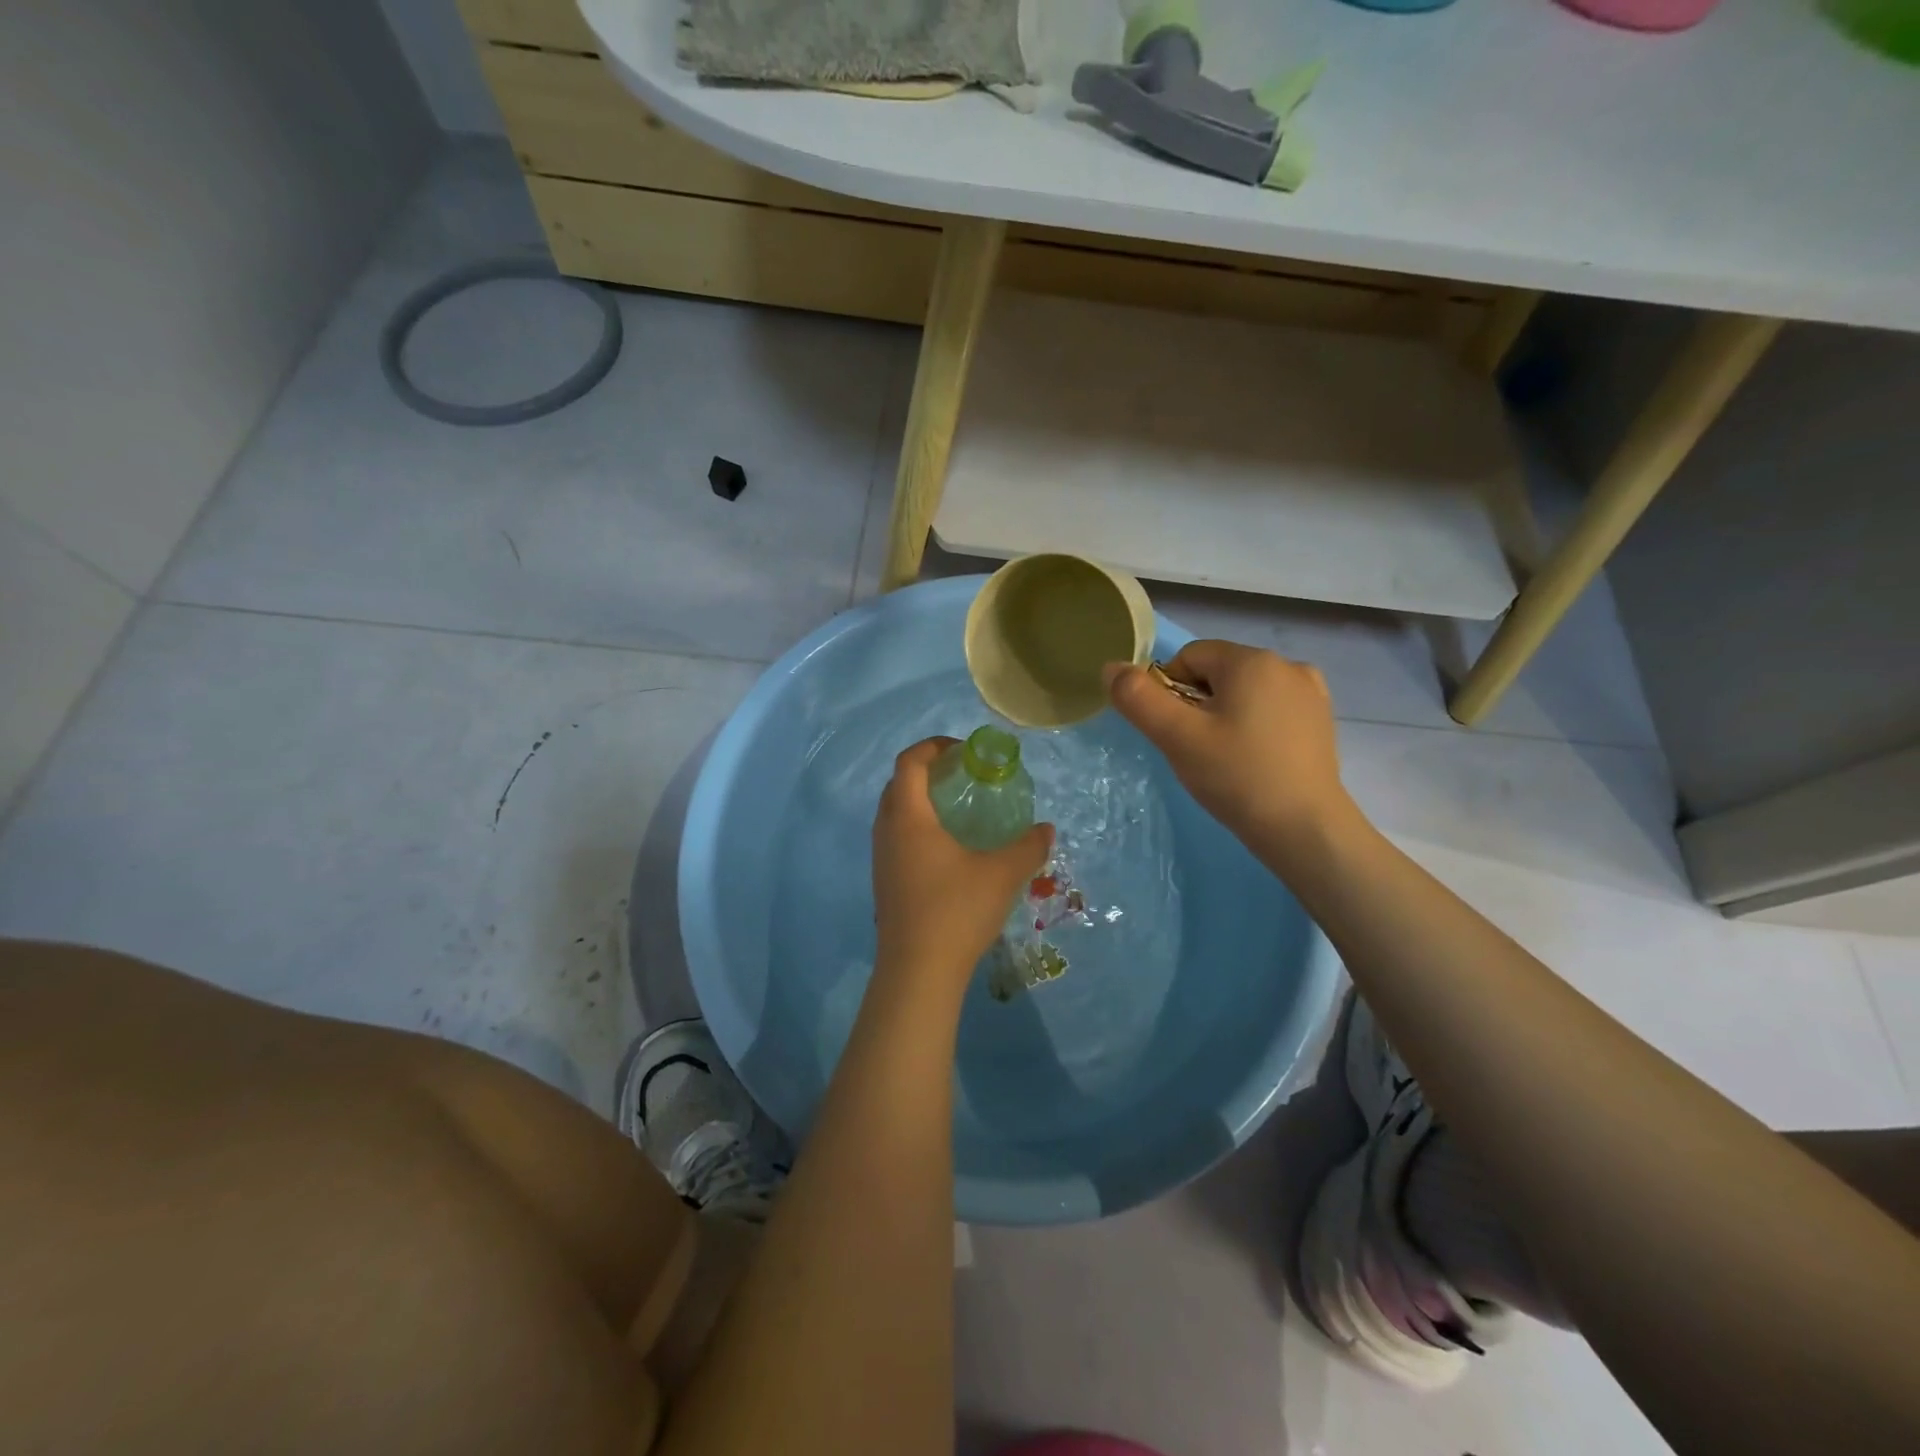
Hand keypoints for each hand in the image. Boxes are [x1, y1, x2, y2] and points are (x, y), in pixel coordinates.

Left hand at [872, 738, 1053, 990]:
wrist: (918, 971)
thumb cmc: (957, 911)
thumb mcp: (1003, 874)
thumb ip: (1028, 846)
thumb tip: (1046, 829)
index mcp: (909, 817)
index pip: (909, 762)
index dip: (933, 746)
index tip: (963, 751)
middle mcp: (887, 830)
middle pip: (898, 784)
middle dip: (927, 771)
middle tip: (962, 777)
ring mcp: (880, 858)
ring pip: (894, 813)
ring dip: (919, 801)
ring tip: (957, 811)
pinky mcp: (883, 882)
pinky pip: (895, 837)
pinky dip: (916, 827)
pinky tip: (947, 850)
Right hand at [1105, 641, 1354, 854]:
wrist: (1304, 829)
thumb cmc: (1236, 777)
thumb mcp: (1177, 737)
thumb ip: (1137, 698)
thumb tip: (1111, 668)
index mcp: (1252, 660)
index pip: (1189, 657)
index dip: (1170, 692)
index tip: (1176, 732)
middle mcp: (1287, 664)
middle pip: (1217, 672)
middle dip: (1198, 704)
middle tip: (1197, 750)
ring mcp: (1310, 692)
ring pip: (1244, 691)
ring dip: (1225, 715)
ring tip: (1226, 758)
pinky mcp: (1321, 720)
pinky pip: (1271, 708)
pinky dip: (1254, 725)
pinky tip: (1255, 759)